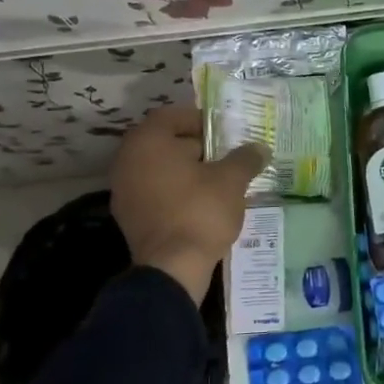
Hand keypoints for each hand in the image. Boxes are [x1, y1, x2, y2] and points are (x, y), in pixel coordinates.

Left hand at [111, 106, 268, 303]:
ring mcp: (124, 191)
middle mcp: (128, 161)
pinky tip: (202, 204)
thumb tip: (260, 148)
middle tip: (225, 156)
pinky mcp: (129, 217)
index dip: (200, 120)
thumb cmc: (200, 211)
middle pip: (164, 142)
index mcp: (148, 142)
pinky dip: (176, 192)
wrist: (172, 268)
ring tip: (218, 181)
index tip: (224, 132)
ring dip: (186, 171)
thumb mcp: (231, 180)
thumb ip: (245, 158)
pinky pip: (155, 193)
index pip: (172, 116)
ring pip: (159, 169)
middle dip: (196, 147)